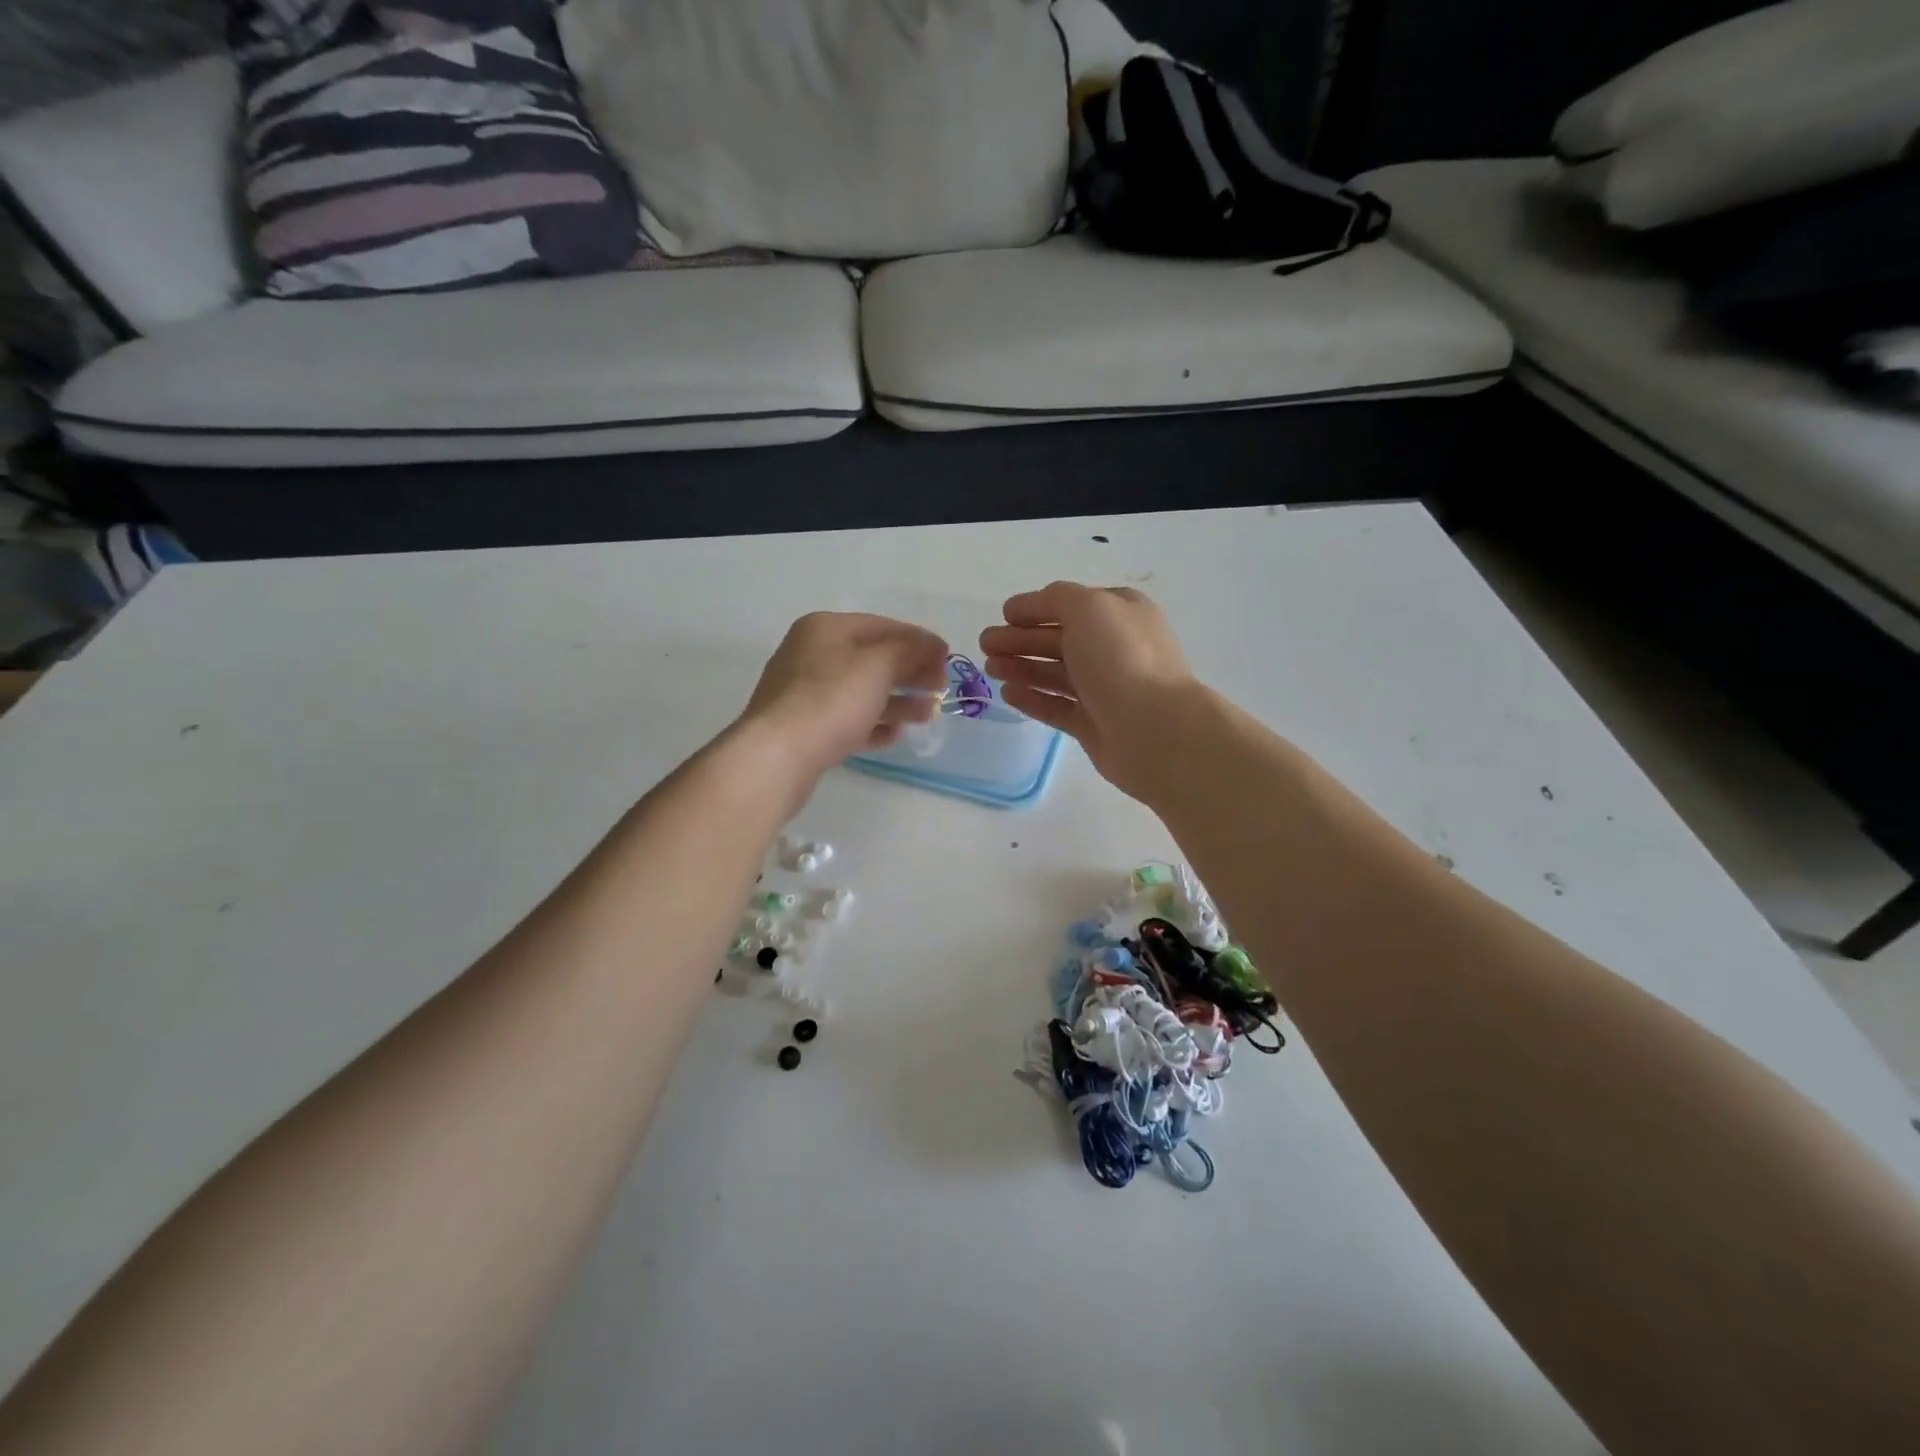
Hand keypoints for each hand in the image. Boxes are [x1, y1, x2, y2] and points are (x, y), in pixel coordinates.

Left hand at [740, 612, 948, 782]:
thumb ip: (910, 650)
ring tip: (928, 714)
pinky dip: (873, 723)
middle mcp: (812, 654)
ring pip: (862, 691)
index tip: (948, 659)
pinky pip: (847, 720)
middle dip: (910, 672)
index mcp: (826, 628)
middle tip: (941, 689)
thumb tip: (932, 645)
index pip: (883, 626)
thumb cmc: (831, 700)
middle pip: (873, 658)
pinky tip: (895, 735)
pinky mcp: (805, 728)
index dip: (919, 641)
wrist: (777, 756)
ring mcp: (805, 693)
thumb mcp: (879, 665)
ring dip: (898, 701)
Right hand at [980, 583, 1197, 799]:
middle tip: (985, 644)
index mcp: (1120, 614)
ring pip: (1055, 673)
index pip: (1071, 605)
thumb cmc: (1122, 659)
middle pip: (1059, 639)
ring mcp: (1105, 689)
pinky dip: (1032, 698)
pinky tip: (1008, 694)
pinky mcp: (1094, 724)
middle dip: (1020, 639)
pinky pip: (1057, 706)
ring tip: (990, 668)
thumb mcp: (1089, 607)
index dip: (1035, 607)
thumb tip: (1035, 605)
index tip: (1003, 615)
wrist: (1155, 729)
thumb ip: (1057, 599)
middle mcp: (1114, 648)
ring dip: (1021, 667)